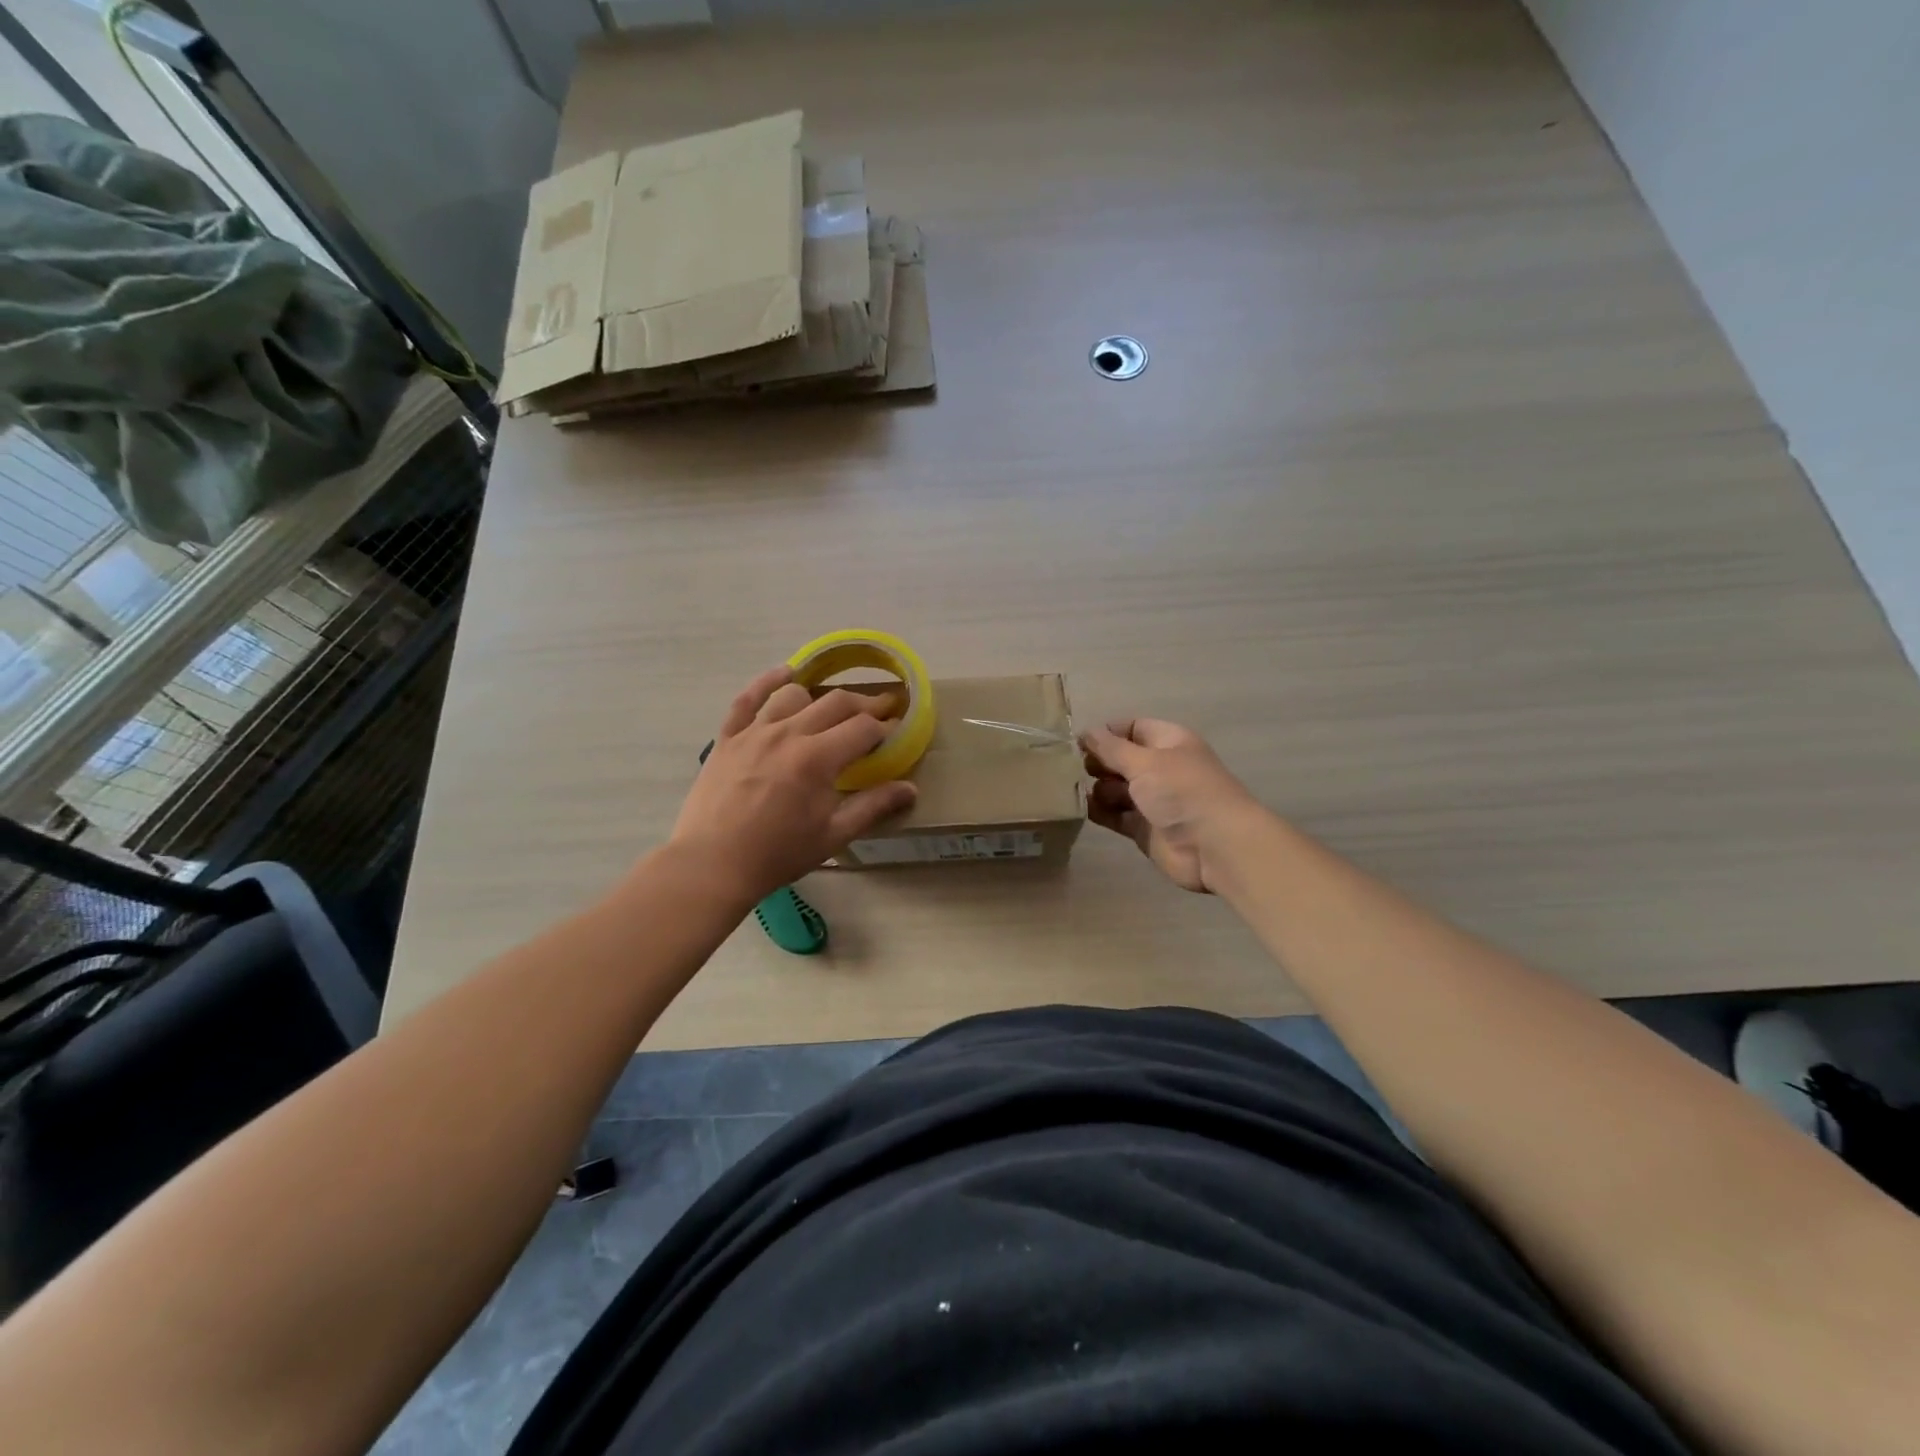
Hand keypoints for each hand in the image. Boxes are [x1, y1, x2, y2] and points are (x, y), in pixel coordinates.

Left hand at [670, 666, 916, 901]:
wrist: (712, 864)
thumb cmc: (778, 854)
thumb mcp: (833, 836)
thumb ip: (873, 807)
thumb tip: (911, 789)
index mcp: (818, 758)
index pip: (863, 728)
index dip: (885, 726)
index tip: (895, 731)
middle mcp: (789, 733)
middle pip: (836, 703)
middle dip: (864, 705)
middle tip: (879, 713)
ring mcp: (755, 731)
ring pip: (795, 695)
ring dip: (820, 697)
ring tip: (830, 710)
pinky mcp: (728, 737)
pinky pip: (748, 698)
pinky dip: (768, 682)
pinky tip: (785, 673)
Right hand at [1081, 718, 1261, 893]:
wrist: (1216, 847)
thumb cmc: (1182, 792)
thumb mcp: (1144, 762)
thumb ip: (1111, 748)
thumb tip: (1085, 732)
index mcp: (1169, 742)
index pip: (1132, 728)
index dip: (1106, 733)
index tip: (1078, 743)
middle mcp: (1161, 768)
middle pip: (1121, 759)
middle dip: (1098, 762)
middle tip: (1073, 769)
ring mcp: (1153, 800)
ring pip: (1116, 789)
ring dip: (1097, 789)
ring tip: (1080, 792)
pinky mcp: (1145, 829)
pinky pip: (1116, 815)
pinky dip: (1100, 812)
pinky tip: (1084, 810)